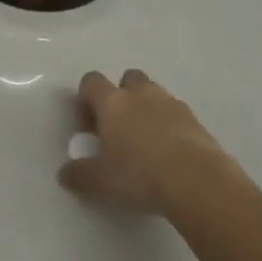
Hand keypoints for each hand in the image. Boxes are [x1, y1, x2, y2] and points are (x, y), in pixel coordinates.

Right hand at [58, 69, 228, 214]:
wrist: (197, 181)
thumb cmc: (139, 175)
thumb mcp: (100, 181)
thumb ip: (79, 175)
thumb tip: (64, 174)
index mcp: (112, 102)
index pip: (91, 81)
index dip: (85, 99)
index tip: (87, 125)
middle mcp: (141, 94)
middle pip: (127, 79)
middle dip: (121, 97)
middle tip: (118, 129)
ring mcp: (171, 103)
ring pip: (154, 94)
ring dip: (146, 110)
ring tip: (145, 144)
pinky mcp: (195, 120)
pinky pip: (176, 114)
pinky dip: (170, 126)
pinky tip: (169, 155)